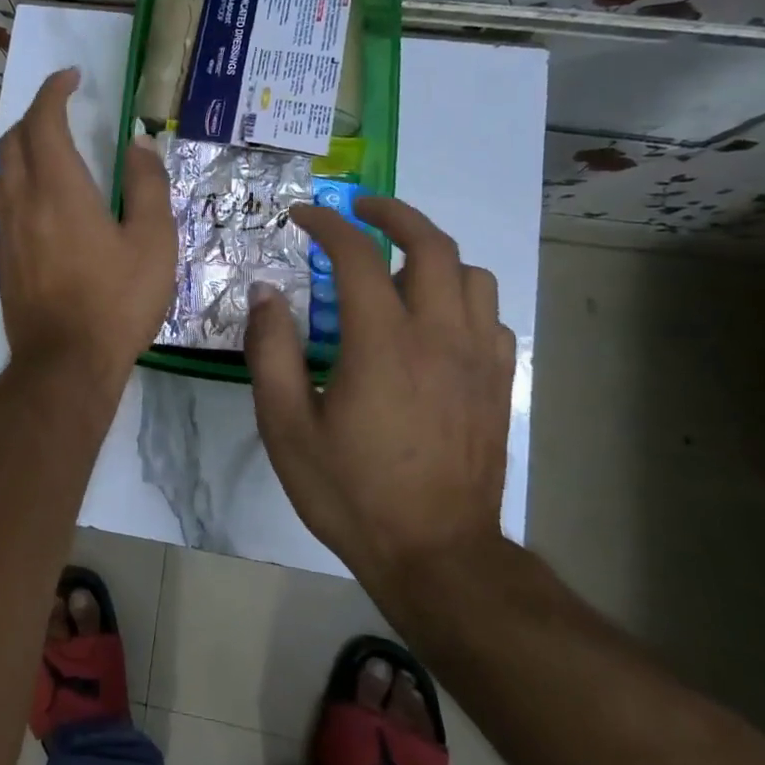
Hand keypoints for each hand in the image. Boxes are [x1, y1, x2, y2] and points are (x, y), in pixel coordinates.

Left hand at [0, 68, 174, 384]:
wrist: (65, 362)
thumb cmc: (117, 302)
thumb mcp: (153, 242)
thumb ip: (147, 186)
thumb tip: (139, 144)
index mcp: (60, 189)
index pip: (43, 121)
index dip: (54, 91)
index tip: (72, 77)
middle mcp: (23, 201)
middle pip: (14, 140)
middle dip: (35, 115)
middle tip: (64, 111)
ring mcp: (7, 231)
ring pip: (3, 172)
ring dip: (23, 149)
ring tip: (53, 151)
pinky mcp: (2, 258)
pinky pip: (3, 203)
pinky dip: (19, 182)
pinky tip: (42, 201)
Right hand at [244, 196, 514, 608]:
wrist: (437, 556)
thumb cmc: (352, 492)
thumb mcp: (287, 427)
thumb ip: (272, 352)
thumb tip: (266, 293)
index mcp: (383, 343)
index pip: (357, 256)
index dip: (328, 225)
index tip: (303, 215)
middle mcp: (439, 337)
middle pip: (432, 246)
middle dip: (394, 214)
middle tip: (360, 209)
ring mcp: (478, 360)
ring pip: (471, 276)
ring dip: (432, 254)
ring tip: (396, 264)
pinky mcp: (499, 385)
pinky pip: (490, 317)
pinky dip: (461, 298)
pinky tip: (433, 320)